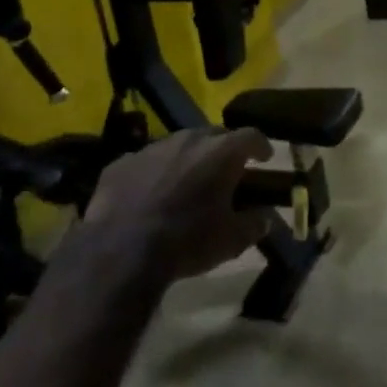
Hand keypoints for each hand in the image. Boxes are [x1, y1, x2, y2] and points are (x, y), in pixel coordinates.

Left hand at [83, 128, 272, 279]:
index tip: (264, 158)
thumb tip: (266, 218)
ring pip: (178, 145)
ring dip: (187, 159)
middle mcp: (189, 139)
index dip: (261, 146)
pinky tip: (149, 195)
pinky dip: (153, 173)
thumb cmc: (187, 241)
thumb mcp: (232, 240)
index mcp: (222, 151)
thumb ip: (255, 224)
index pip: (252, 136)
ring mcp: (152, 148)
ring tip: (187, 183)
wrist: (120, 251)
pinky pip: (146, 162)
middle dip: (223, 150)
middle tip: (226, 171)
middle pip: (215, 134)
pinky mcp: (122, 163)